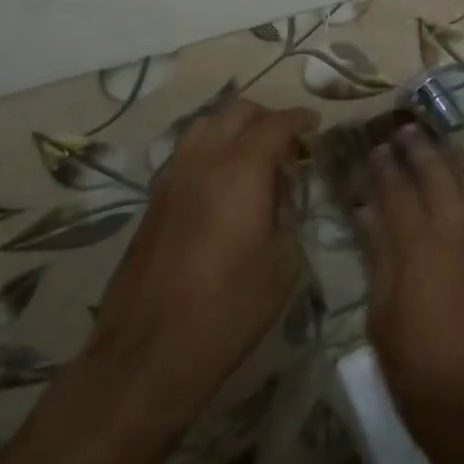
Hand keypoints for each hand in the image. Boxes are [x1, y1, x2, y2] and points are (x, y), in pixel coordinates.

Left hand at [81, 99, 316, 429]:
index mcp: (241, 169)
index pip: (276, 124)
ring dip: (234, 128)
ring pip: (206, 125)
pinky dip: (211, 149)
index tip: (315, 125)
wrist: (149, 351)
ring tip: (254, 156)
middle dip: (267, 117)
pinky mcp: (154, 198)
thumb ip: (287, 214)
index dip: (299, 119)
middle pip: (237, 112)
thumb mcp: (282, 263)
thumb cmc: (228, 308)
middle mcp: (204, 160)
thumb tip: (281, 194)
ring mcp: (173, 176)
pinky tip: (223, 182)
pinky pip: (187, 152)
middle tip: (288, 142)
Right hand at [359, 128, 463, 463]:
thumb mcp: (382, 319)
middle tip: (405, 130)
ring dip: (455, 157)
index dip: (383, 167)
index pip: (396, 190)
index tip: (375, 148)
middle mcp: (457, 229)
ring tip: (442, 145)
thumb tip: (370, 216)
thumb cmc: (421, 374)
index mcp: (418, 245)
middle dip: (419, 147)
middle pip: (437, 173)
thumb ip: (379, 259)